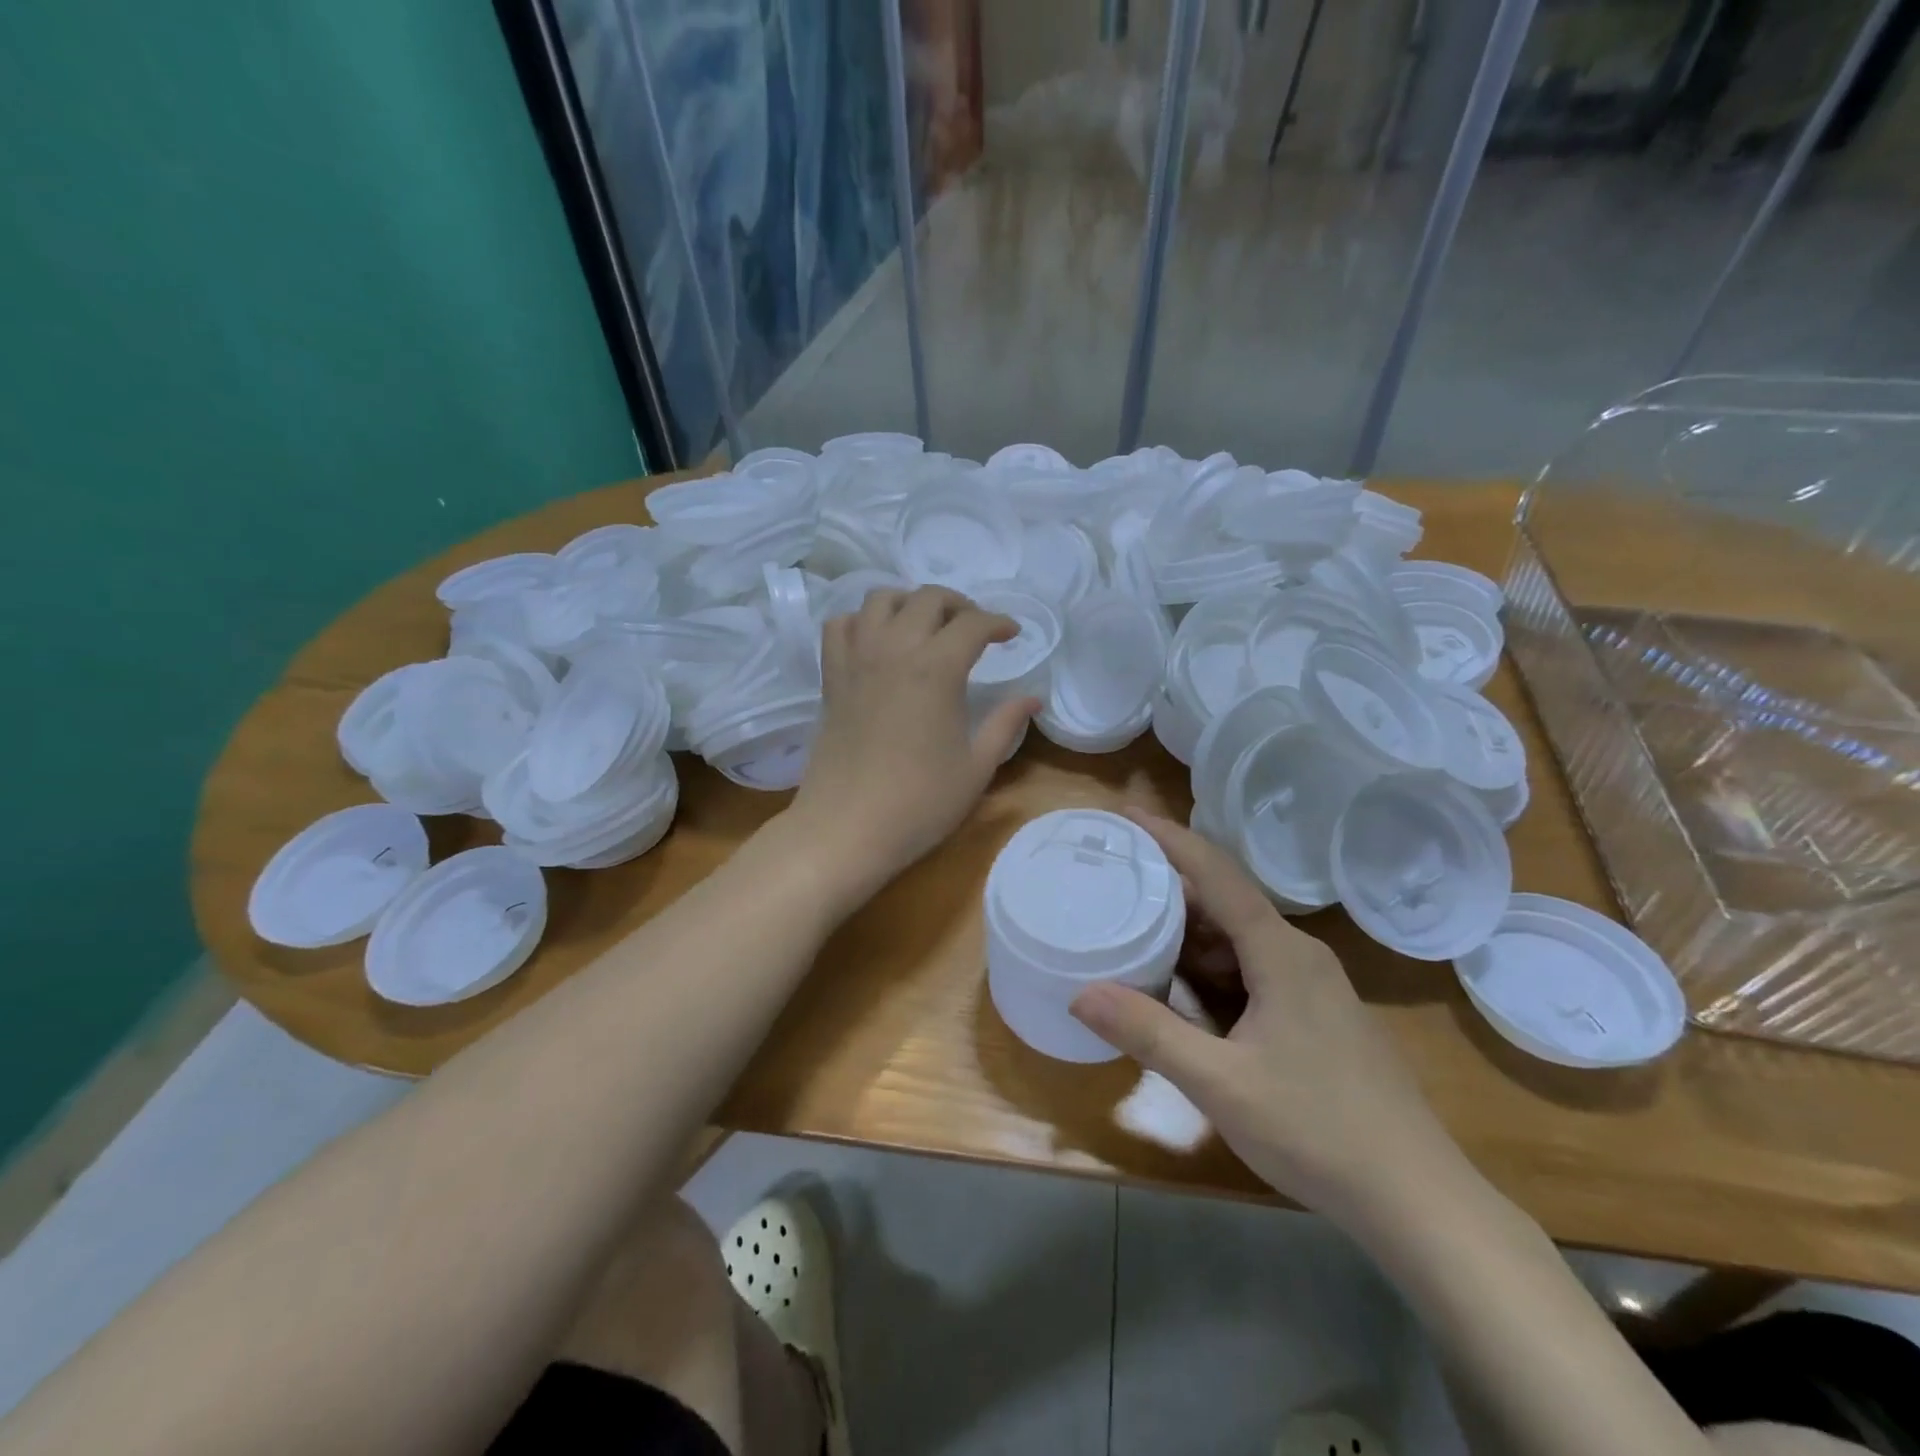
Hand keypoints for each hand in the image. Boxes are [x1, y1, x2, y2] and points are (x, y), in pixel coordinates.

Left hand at [788, 586, 1038, 900]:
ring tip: (926, 628)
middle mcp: (894, 650)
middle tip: (975, 629)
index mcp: (936, 669)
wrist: (846, 828)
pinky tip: (877, 642)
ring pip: (880, 599)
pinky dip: (862, 621)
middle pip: (928, 598)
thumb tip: (1033, 698)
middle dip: (959, 605)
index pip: (974, 624)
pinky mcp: (831, 678)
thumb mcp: (976, 768)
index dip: (999, 623)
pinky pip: (840, 625)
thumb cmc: (919, 803)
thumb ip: (1006, 725)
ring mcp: (856, 660)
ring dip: (909, 603)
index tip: (1012, 635)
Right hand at [1070, 811, 1468, 1224]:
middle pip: (1226, 902)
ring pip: (1240, 939)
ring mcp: (1314, 987)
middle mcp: (1299, 955)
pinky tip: (1183, 988)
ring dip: (1190, 932)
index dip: (1171, 839)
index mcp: (1281, 953)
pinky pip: (1254, 969)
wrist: (1418, 1200)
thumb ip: (1149, 1033)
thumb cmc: (1318, 1130)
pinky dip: (1212, 967)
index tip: (1128, 816)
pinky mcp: (1317, 1016)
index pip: (1217, 874)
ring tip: (1135, 927)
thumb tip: (1080, 993)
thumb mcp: (1220, 1083)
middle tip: (1115, 879)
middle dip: (1170, 888)